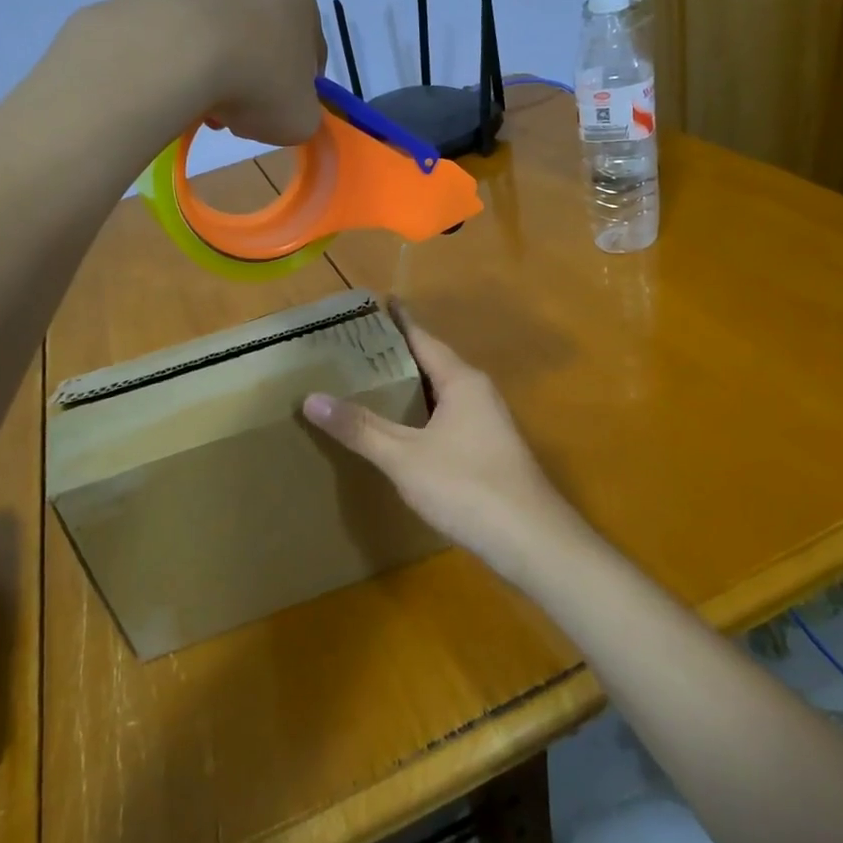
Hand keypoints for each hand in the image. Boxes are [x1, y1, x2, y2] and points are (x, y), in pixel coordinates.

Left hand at [67, 0, 326, 147]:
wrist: (181, 55)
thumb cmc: (258, 85)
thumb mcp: (301, 120)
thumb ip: (303, 113)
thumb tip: (287, 108)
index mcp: (300, 2)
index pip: (311, 50)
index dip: (300, 87)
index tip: (282, 110)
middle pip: (264, 38)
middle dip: (256, 74)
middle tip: (241, 111)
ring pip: (224, 35)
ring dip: (220, 68)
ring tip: (205, 105)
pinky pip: (187, 34)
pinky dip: (188, 59)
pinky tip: (181, 87)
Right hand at [303, 308, 593, 586]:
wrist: (531, 540)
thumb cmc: (466, 486)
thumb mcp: (404, 457)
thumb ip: (360, 428)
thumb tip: (311, 398)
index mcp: (461, 381)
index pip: (424, 338)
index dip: (400, 321)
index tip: (379, 302)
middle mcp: (479, 393)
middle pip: (434, 363)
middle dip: (400, 354)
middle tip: (360, 347)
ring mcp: (489, 424)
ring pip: (443, 394)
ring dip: (413, 387)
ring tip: (375, 384)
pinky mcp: (490, 452)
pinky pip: (449, 419)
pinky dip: (423, 415)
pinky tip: (405, 432)